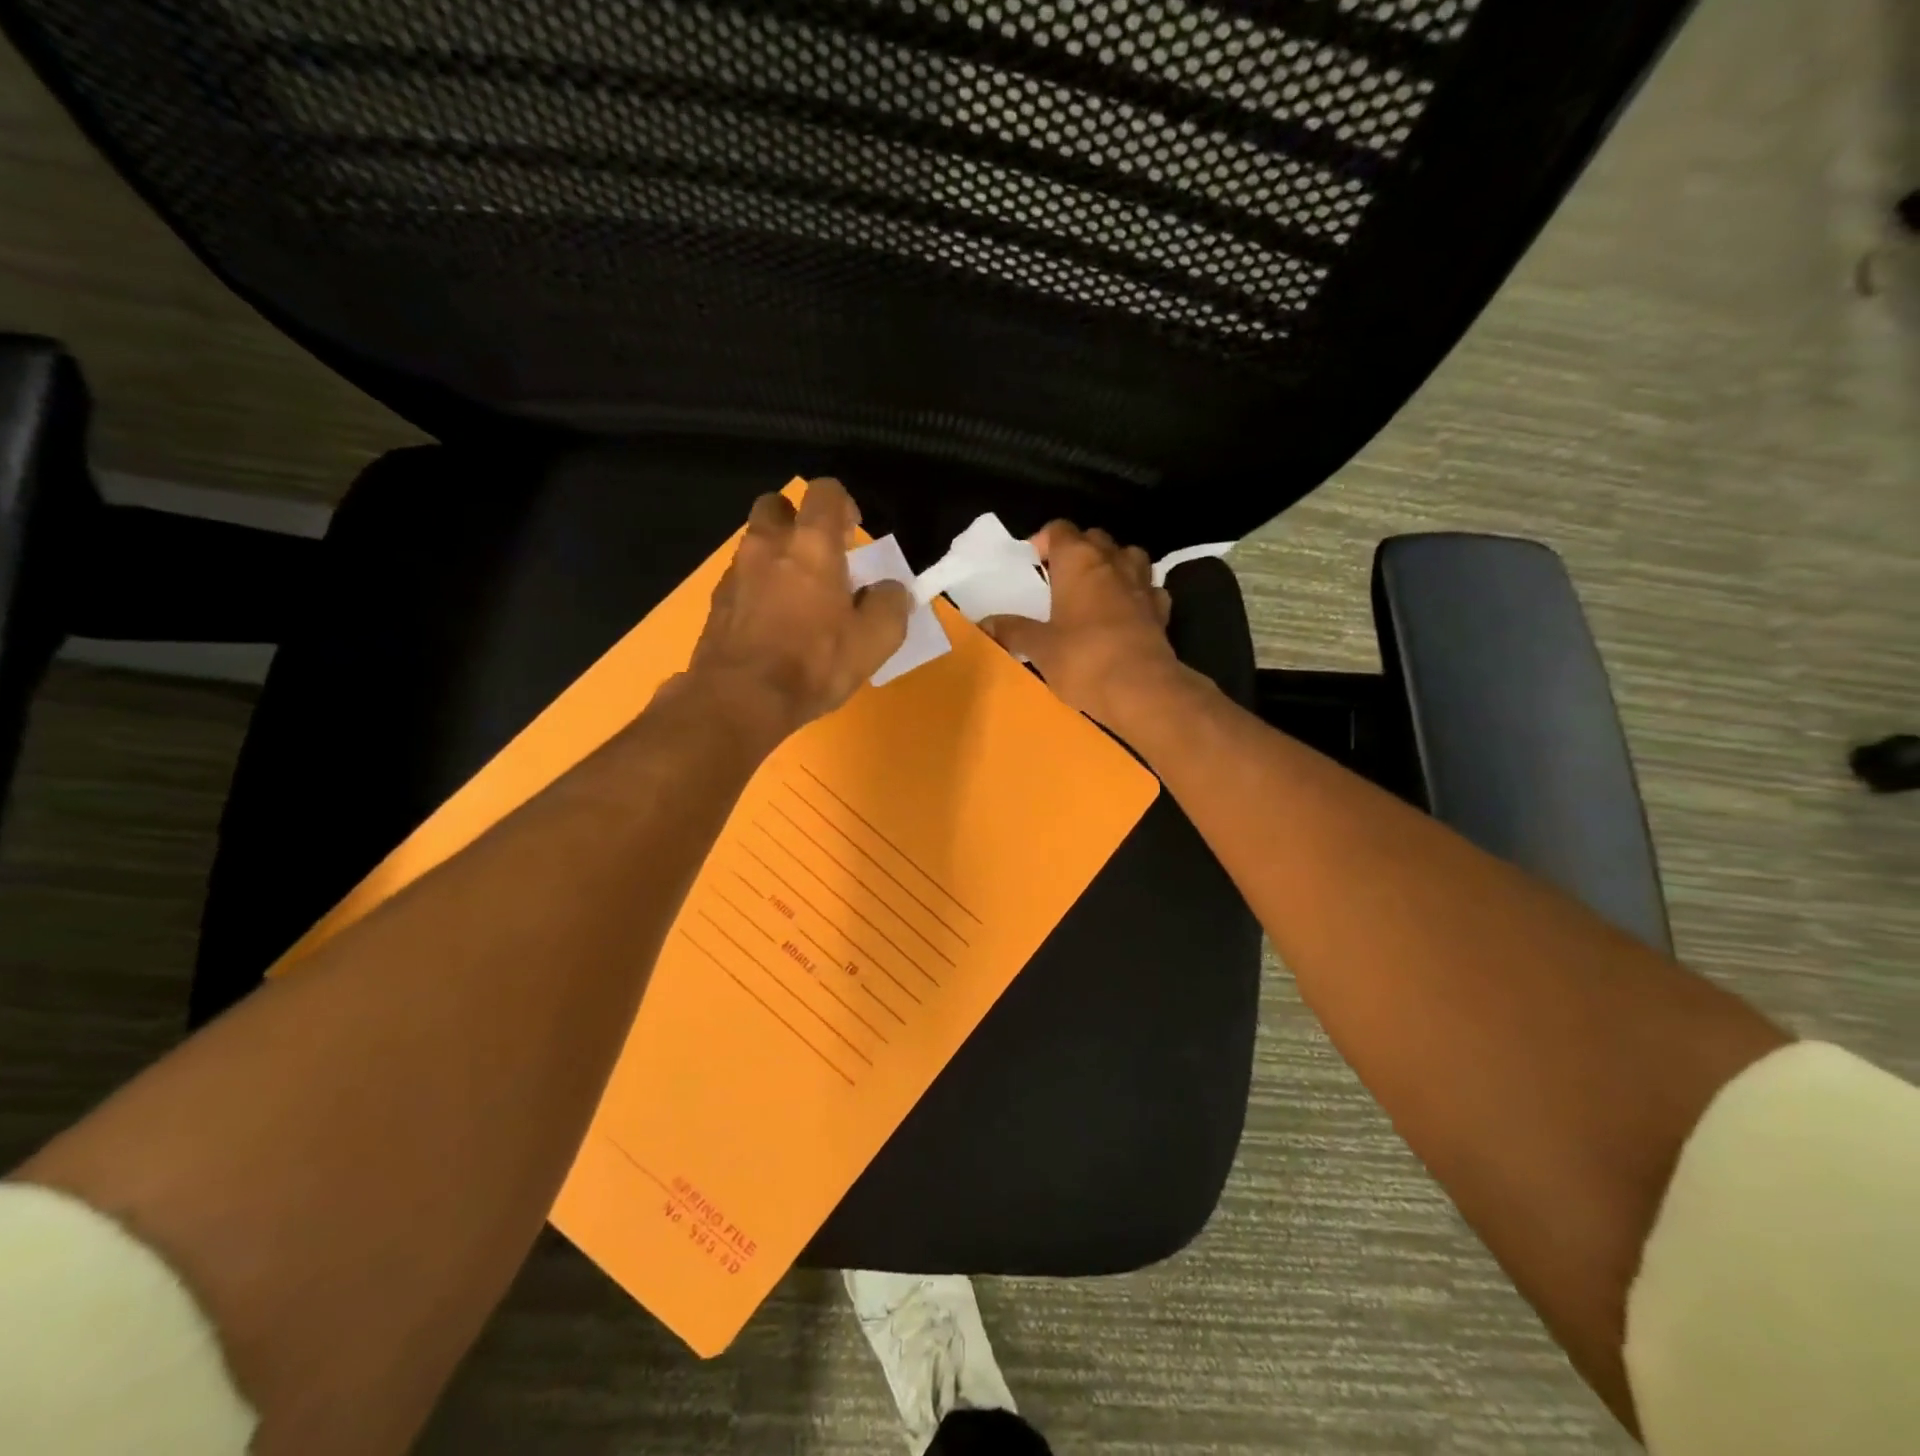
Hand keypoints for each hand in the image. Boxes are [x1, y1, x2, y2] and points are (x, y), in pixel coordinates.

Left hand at [683, 479, 910, 745]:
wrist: (740, 699)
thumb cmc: (813, 664)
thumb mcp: (874, 641)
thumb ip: (891, 605)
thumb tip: (890, 589)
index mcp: (811, 545)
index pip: (825, 491)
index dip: (843, 506)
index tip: (853, 537)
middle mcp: (768, 545)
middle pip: (778, 505)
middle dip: (799, 521)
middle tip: (820, 558)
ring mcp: (736, 572)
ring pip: (756, 543)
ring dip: (777, 556)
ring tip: (798, 597)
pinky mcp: (716, 601)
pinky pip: (742, 578)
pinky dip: (758, 587)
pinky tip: (772, 623)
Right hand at [981, 522, 1186, 735]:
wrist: (1141, 689)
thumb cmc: (1083, 659)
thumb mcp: (1039, 648)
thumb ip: (1012, 631)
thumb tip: (985, 624)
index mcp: (1079, 561)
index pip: (1060, 529)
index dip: (1045, 540)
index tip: (1034, 562)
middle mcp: (1113, 562)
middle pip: (1095, 538)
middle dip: (1078, 550)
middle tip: (1060, 577)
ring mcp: (1143, 584)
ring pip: (1129, 556)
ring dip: (1113, 564)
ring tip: (1096, 588)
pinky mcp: (1161, 610)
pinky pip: (1149, 589)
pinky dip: (1137, 593)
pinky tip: (1127, 611)